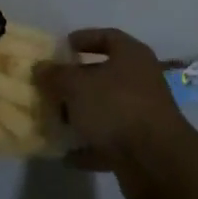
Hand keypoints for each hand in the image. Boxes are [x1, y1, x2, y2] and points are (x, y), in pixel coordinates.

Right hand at [35, 28, 197, 198]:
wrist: (157, 162)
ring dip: (81, 116)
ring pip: (105, 109)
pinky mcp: (139, 147)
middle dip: (76, 82)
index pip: (107, 37)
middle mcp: (140, 80)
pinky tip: (66, 155)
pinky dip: (89, 147)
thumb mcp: (77, 86)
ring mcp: (142, 115)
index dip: (84, 39)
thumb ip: (56, 75)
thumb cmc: (116, 108)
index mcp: (131, 56)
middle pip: (104, 75)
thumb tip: (40, 67)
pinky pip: (109, 142)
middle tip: (50, 87)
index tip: (62, 47)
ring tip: (53, 121)